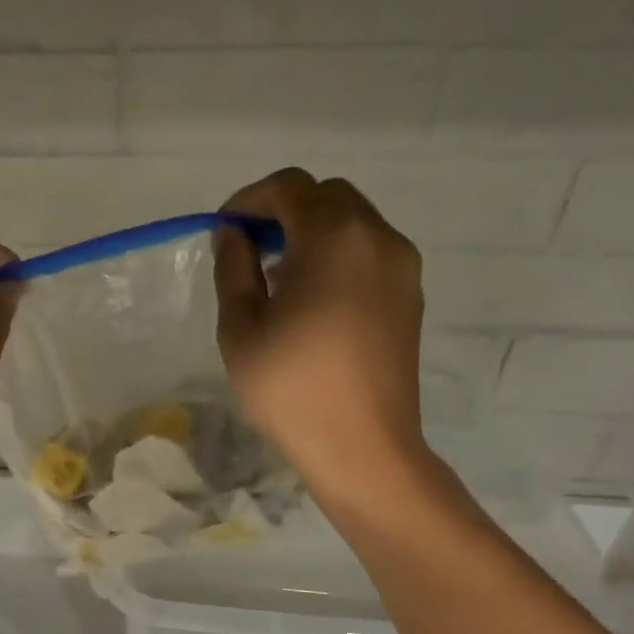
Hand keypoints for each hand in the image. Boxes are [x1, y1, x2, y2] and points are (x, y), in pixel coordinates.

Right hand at [214, 168, 428, 506]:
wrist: (362, 446)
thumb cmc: (291, 388)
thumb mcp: (241, 329)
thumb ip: (234, 270)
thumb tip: (233, 236)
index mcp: (333, 238)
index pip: (290, 187)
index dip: (249, 200)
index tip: (224, 233)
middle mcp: (377, 237)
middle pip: (327, 197)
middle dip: (283, 211)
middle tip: (249, 252)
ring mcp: (401, 266)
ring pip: (352, 222)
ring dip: (311, 233)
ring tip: (276, 278)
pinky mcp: (410, 295)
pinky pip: (369, 252)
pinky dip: (336, 256)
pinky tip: (310, 299)